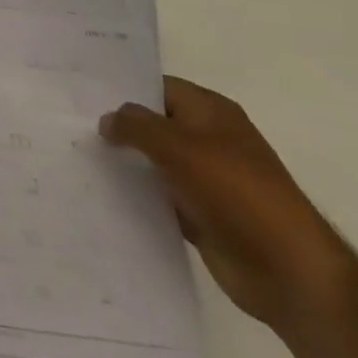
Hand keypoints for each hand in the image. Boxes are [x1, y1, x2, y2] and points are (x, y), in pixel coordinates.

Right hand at [101, 77, 357, 337]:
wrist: (288, 270)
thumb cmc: (235, 192)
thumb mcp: (177, 146)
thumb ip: (135, 125)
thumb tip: (107, 119)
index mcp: (210, 112)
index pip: (157, 87)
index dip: (123, 89)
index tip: (81, 95)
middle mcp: (208, 139)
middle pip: (154, 124)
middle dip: (118, 126)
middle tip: (69, 125)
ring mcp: (206, 179)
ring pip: (154, 162)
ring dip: (126, 163)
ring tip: (76, 157)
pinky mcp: (202, 214)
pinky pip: (161, 197)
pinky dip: (138, 196)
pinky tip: (102, 194)